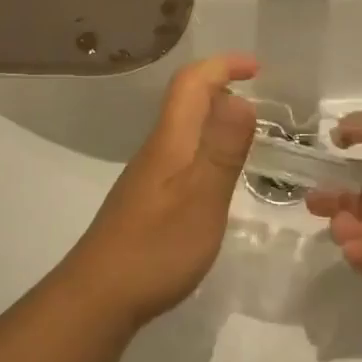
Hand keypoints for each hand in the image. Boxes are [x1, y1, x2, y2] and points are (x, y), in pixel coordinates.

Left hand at [64, 53, 258, 324]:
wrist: (99, 296)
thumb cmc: (156, 248)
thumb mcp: (201, 199)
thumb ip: (222, 151)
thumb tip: (241, 98)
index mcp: (170, 142)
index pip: (191, 84)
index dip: (223, 66)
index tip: (258, 68)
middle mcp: (156, 151)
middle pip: (185, 102)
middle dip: (222, 88)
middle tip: (262, 103)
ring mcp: (148, 177)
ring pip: (183, 131)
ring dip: (215, 121)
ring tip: (248, 137)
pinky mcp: (147, 202)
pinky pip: (181, 158)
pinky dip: (206, 151)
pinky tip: (218, 179)